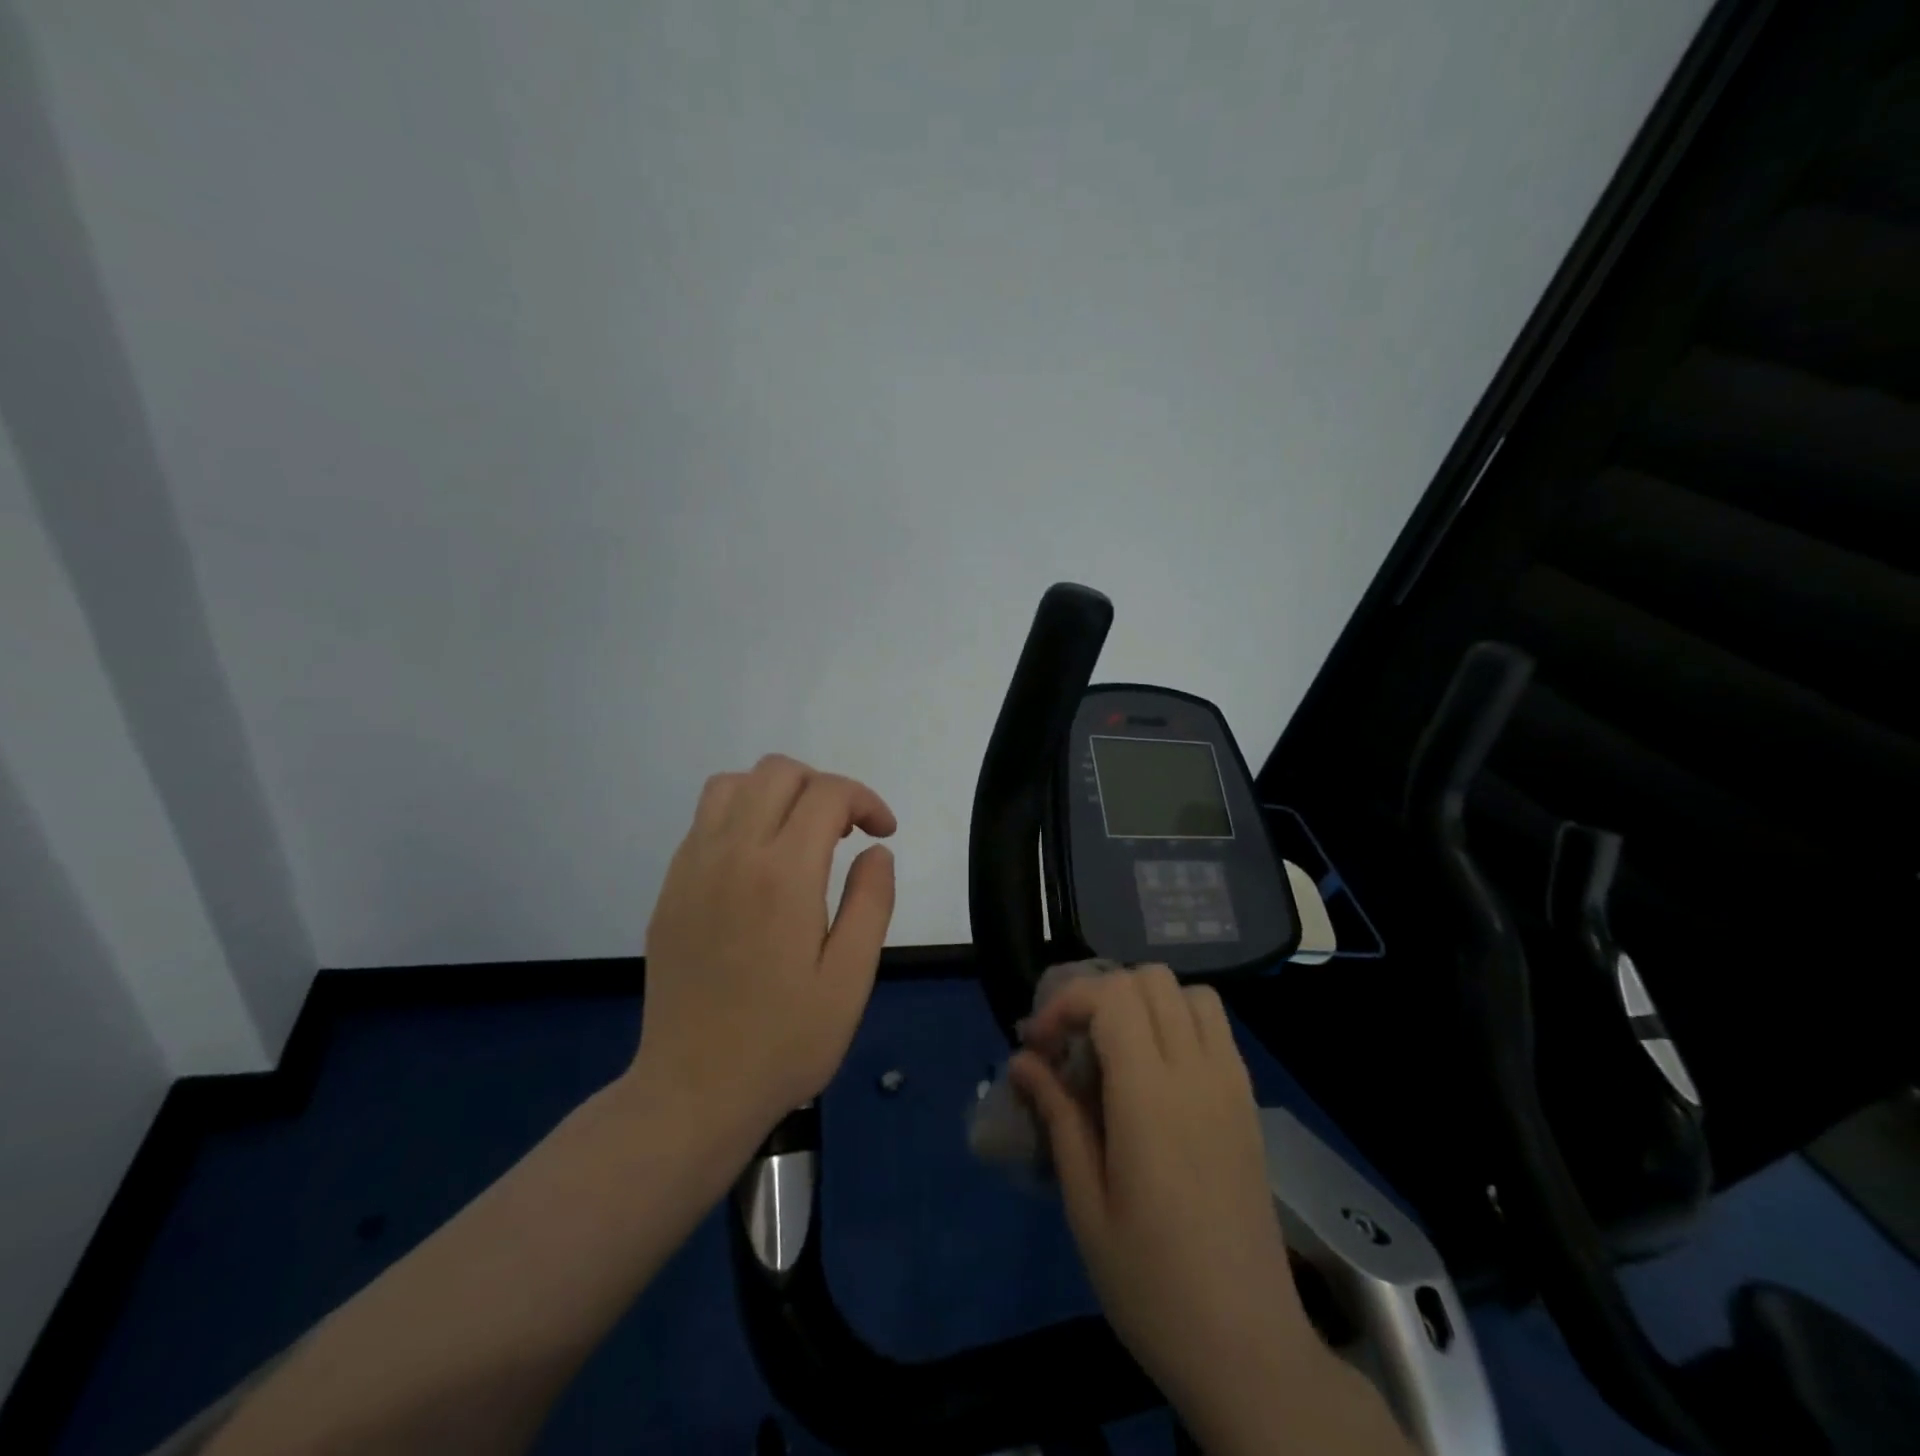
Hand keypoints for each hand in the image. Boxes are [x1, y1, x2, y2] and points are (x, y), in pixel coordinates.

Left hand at [634, 754, 896, 1144]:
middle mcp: (732, 854)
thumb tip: (877, 850)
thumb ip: (871, 902)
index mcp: (783, 875)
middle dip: (823, 786)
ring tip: (800, 836)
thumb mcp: (851, 979)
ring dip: (776, 792)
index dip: (865, 800)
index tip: (883, 832)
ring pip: (732, 784)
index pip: (827, 794)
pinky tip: (759, 864)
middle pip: (778, 772)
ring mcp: (692, 867)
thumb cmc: (785, 1041)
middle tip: (846, 832)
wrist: (694, 1091)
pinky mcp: (671, 888)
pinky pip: (704, 820)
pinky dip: (740, 815)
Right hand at [1011, 967, 1320, 1427]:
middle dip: (1099, 995)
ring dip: (1144, 1002)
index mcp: (1151, 1096)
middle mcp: (1197, 1072)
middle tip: (1071, 1044)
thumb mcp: (1086, 1206)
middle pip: (1149, 980)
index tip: (1038, 1045)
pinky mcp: (1248, 1102)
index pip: (1110, 997)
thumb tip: (1022, 1061)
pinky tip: (1156, 1073)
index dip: (1065, 1004)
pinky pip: (1215, 1026)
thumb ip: (1057, 1117)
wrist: (1249, 1347)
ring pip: (1188, 993)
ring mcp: (1231, 1084)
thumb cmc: (1152, 1284)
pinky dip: (1179, 1021)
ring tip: (1114, 1050)